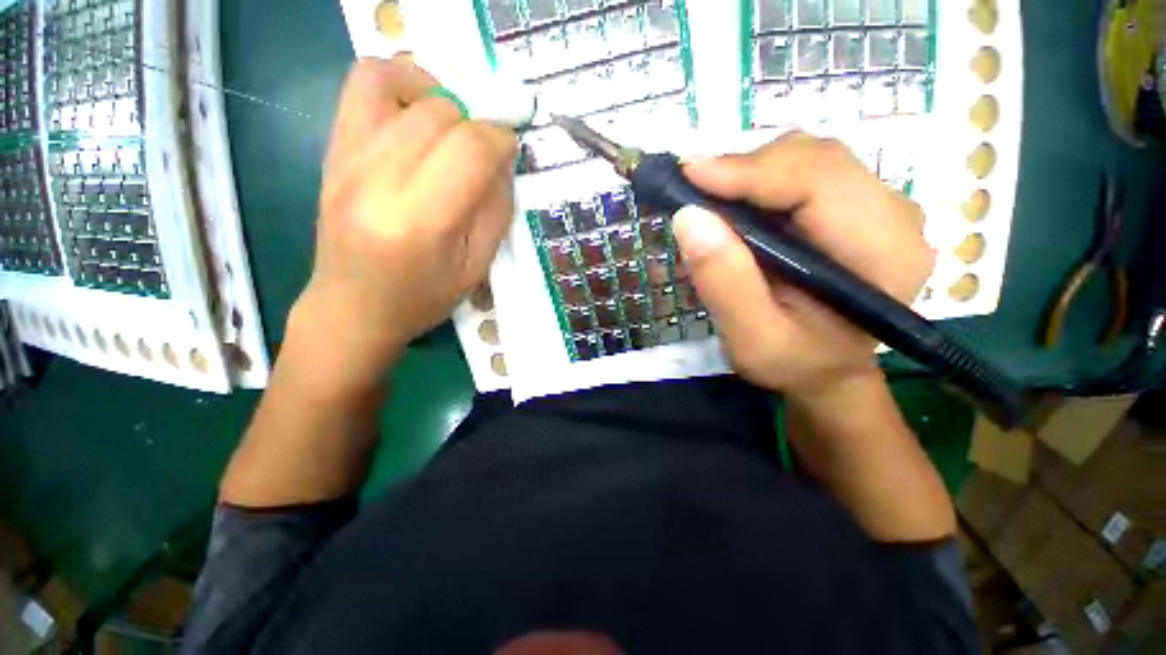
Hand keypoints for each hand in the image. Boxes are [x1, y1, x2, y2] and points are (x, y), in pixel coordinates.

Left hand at [289, 57, 517, 389]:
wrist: (352, 307)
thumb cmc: (422, 298)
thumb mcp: (476, 268)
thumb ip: (496, 211)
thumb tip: (502, 161)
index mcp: (421, 221)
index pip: (470, 149)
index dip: (501, 141)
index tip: (509, 153)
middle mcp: (377, 179)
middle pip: (439, 113)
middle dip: (475, 125)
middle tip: (482, 154)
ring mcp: (347, 158)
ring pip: (398, 83)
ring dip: (440, 98)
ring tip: (451, 129)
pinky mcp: (332, 149)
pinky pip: (362, 84)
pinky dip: (399, 83)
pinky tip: (417, 114)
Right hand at [672, 132, 934, 402]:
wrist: (826, 371)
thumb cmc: (794, 364)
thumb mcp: (752, 339)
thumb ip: (724, 283)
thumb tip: (690, 218)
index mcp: (883, 255)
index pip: (820, 182)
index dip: (751, 171)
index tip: (691, 174)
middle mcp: (894, 218)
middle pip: (816, 160)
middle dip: (747, 169)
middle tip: (694, 190)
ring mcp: (878, 208)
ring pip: (809, 159)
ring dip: (752, 173)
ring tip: (711, 200)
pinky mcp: (856, 208)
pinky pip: (805, 173)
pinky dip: (761, 182)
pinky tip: (736, 205)